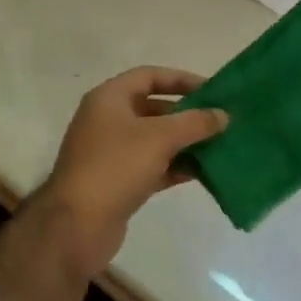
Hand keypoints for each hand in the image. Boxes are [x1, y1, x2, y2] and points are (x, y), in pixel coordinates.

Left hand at [33, 67, 228, 274]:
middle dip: (187, 114)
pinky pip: (153, 166)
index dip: (181, 79)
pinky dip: (175, 167)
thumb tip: (223, 115)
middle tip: (219, 121)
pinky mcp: (118, 182)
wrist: (77, 224)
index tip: (212, 90)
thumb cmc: (116, 166)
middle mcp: (107, 121)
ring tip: (218, 146)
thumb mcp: (160, 137)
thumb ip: (195, 123)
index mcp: (109, 99)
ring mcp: (111, 153)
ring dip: (185, 143)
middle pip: (153, 108)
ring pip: (155, 140)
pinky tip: (202, 172)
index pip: (149, 76)